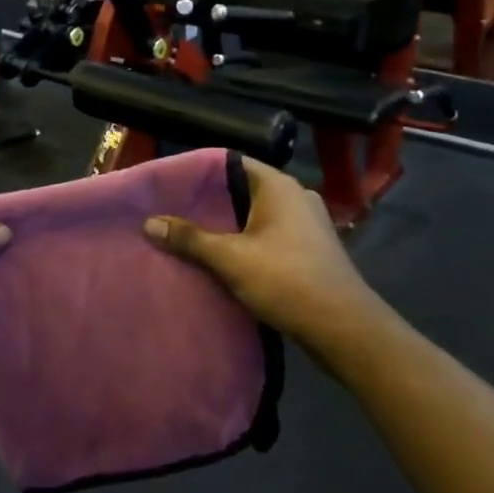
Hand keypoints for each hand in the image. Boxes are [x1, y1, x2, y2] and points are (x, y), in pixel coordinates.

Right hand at [143, 158, 381, 346]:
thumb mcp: (230, 258)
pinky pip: (270, 235)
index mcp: (279, 186)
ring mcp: (308, 223)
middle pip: (242, 190)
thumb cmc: (287, 280)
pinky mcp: (312, 248)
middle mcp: (296, 196)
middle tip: (173, 213)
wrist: (344, 329)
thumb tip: (149, 223)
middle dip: (209, 204)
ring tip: (191, 237)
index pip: (231, 163)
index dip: (199, 173)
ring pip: (256, 215)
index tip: (170, 186)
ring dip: (228, 226)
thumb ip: (189, 238)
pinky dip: (247, 242)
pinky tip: (224, 259)